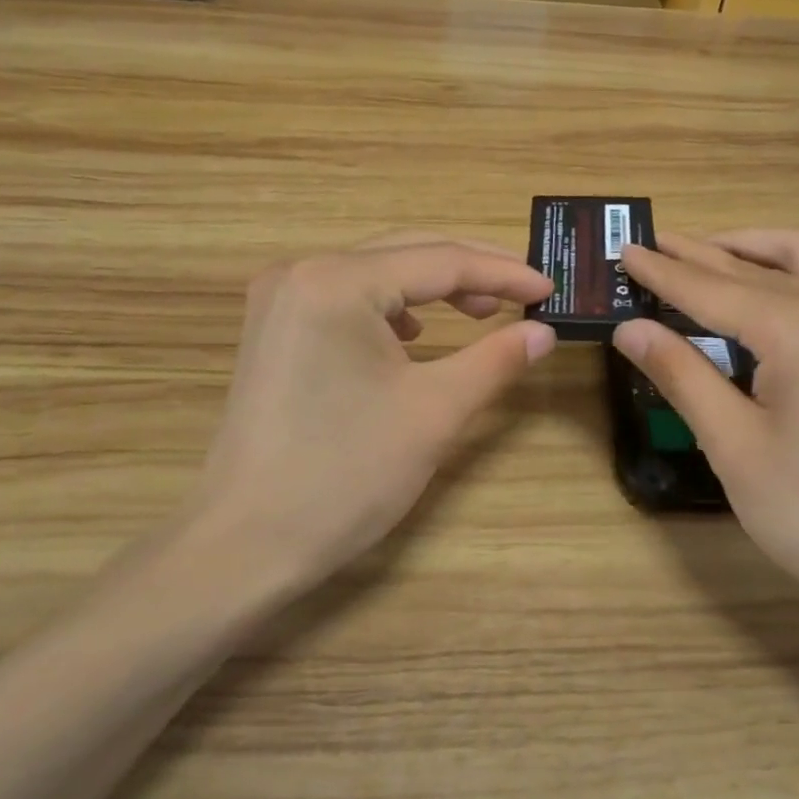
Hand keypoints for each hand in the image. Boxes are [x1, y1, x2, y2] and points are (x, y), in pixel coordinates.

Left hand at [169, 233, 555, 609]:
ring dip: (432, 289)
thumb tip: (545, 332)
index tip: (551, 290)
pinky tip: (414, 337)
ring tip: (479, 314)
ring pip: (377, 276)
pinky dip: (392, 309)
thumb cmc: (347, 474)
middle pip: (406, 255)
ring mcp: (279, 301)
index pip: (441, 261)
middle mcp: (301, 273)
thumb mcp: (435, 411)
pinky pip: (347, 301)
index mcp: (338, 281)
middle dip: (471, 273)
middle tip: (526, 295)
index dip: (504, 274)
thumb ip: (496, 359)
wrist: (247, 543)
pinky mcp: (273, 333)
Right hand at [614, 230, 798, 670]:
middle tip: (656, 245)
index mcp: (797, 328)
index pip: (711, 290)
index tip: (625, 252)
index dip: (663, 273)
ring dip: (760, 248)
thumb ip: (682, 376)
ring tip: (716, 250)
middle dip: (701, 255)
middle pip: (756, 269)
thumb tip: (630, 328)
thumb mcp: (733, 447)